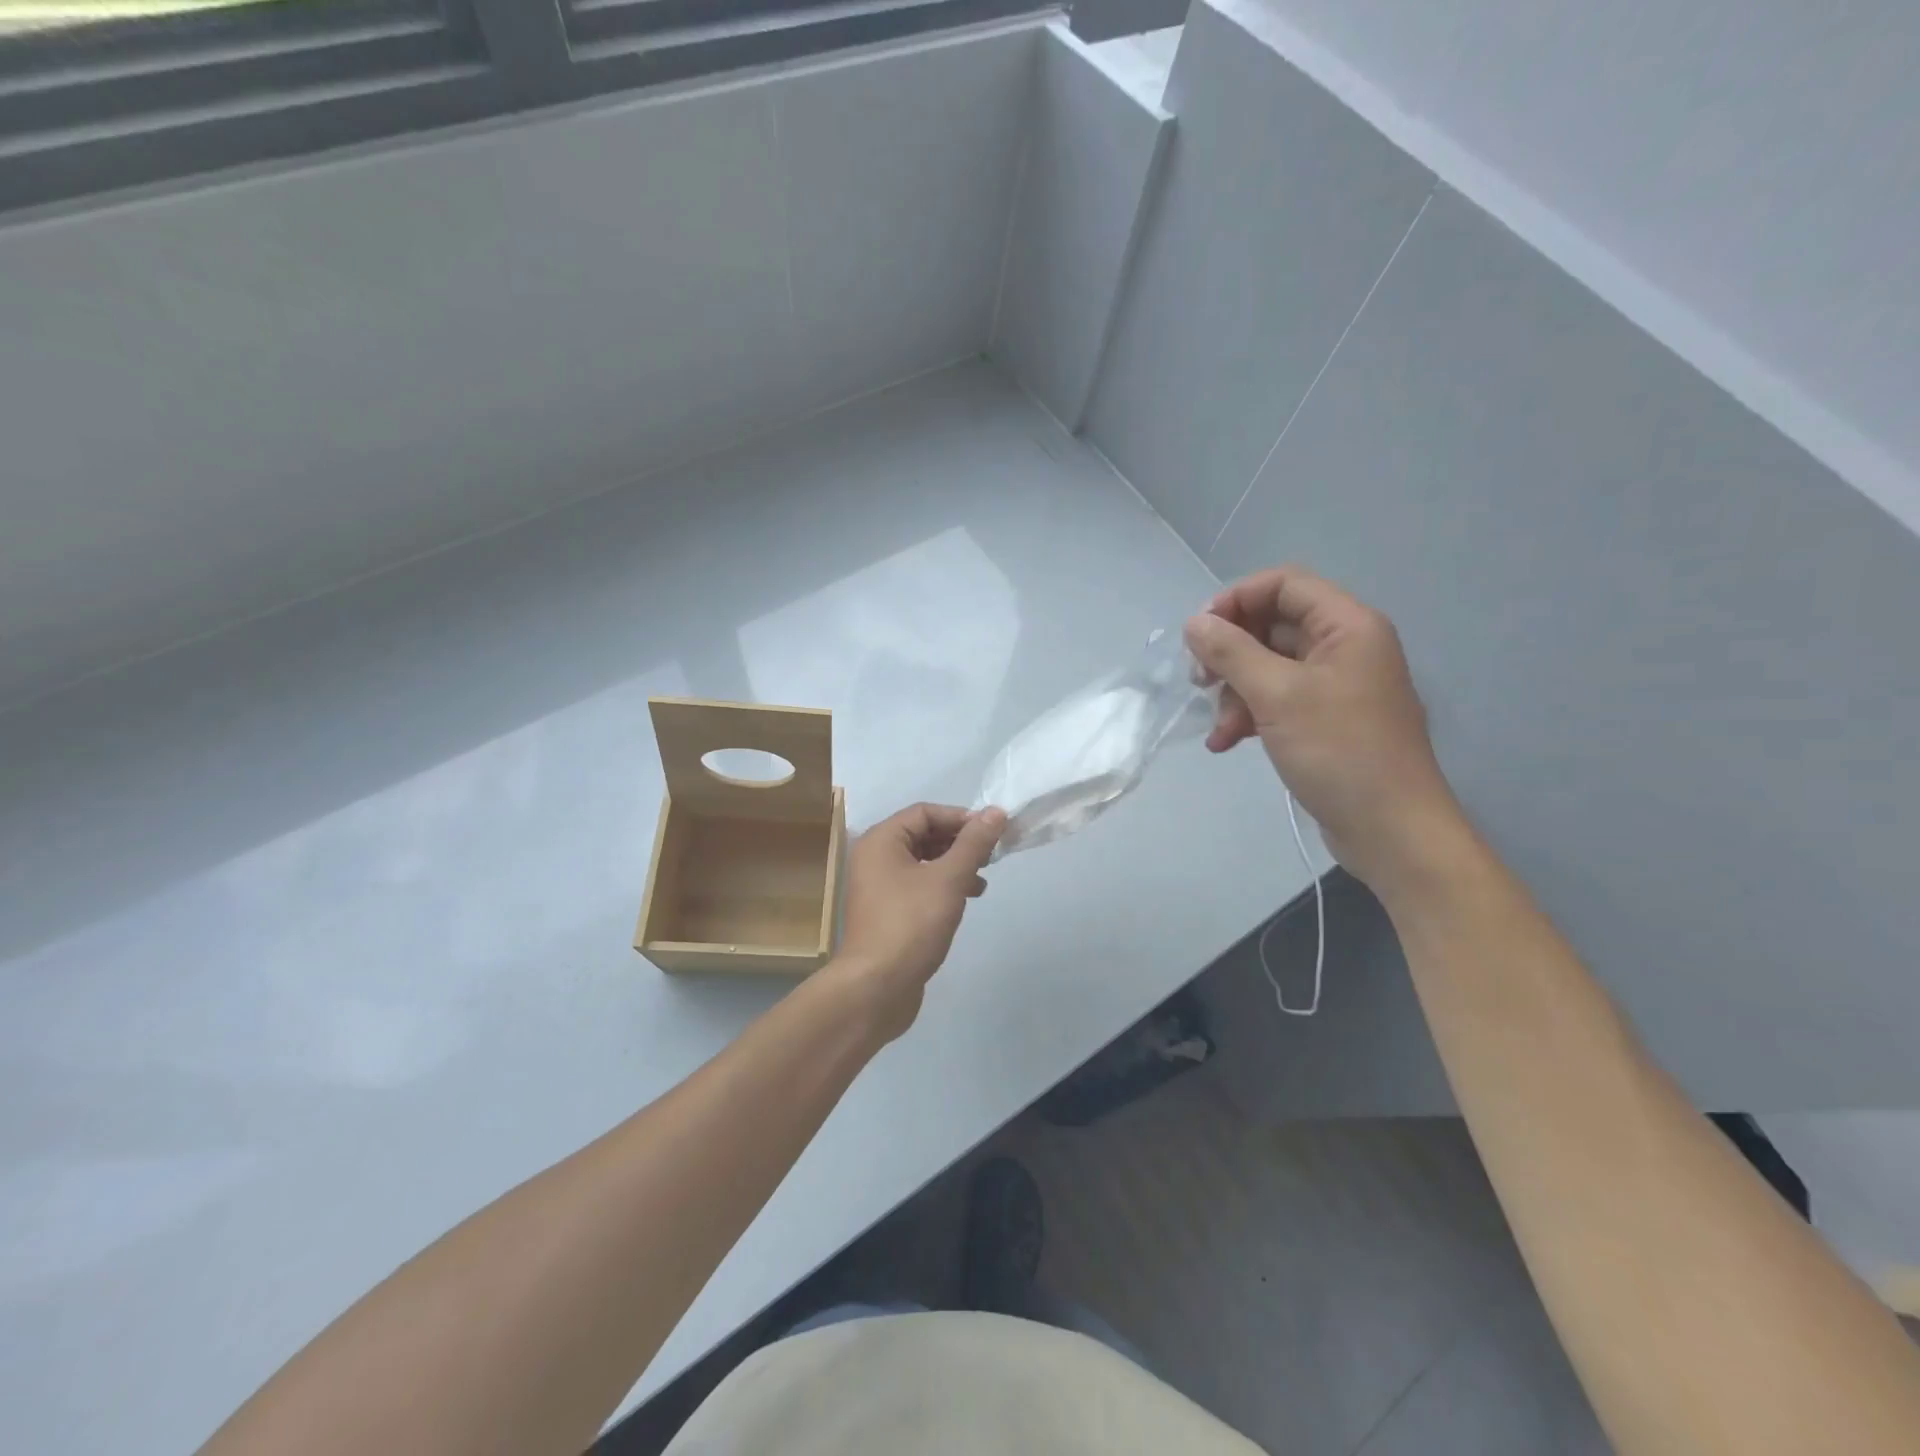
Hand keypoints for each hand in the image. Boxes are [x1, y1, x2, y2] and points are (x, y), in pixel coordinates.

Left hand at [825, 802, 1006, 1041]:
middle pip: (922, 835)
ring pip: (922, 862)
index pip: (924, 812)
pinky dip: (942, 887)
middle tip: (991, 855)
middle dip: (958, 842)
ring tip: (982, 880)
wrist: (876, 987)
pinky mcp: (887, 912)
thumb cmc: (911, 924)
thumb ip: (973, 844)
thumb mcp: (948, 879)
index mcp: (881, 841)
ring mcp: (878, 887)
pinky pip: (917, 886)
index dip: (960, 818)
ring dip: (954, 866)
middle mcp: (874, 858)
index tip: (992, 832)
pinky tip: (965, 901)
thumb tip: (995, 812)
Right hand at [1184, 565, 1463, 894]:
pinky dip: (1249, 715)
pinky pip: (1278, 700)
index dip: (1236, 600)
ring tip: (1218, 727)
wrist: (1391, 830)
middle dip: (1231, 652)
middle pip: (1273, 625)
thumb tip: (1195, 623)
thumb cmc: (1339, 752)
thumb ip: (1231, 652)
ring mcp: (1336, 686)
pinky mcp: (1325, 721)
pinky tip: (1226, 742)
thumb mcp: (1277, 696)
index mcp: (1347, 626)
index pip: (1284, 585)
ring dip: (1235, 691)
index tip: (1199, 634)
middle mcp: (1345, 647)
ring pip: (1269, 667)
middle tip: (1200, 679)